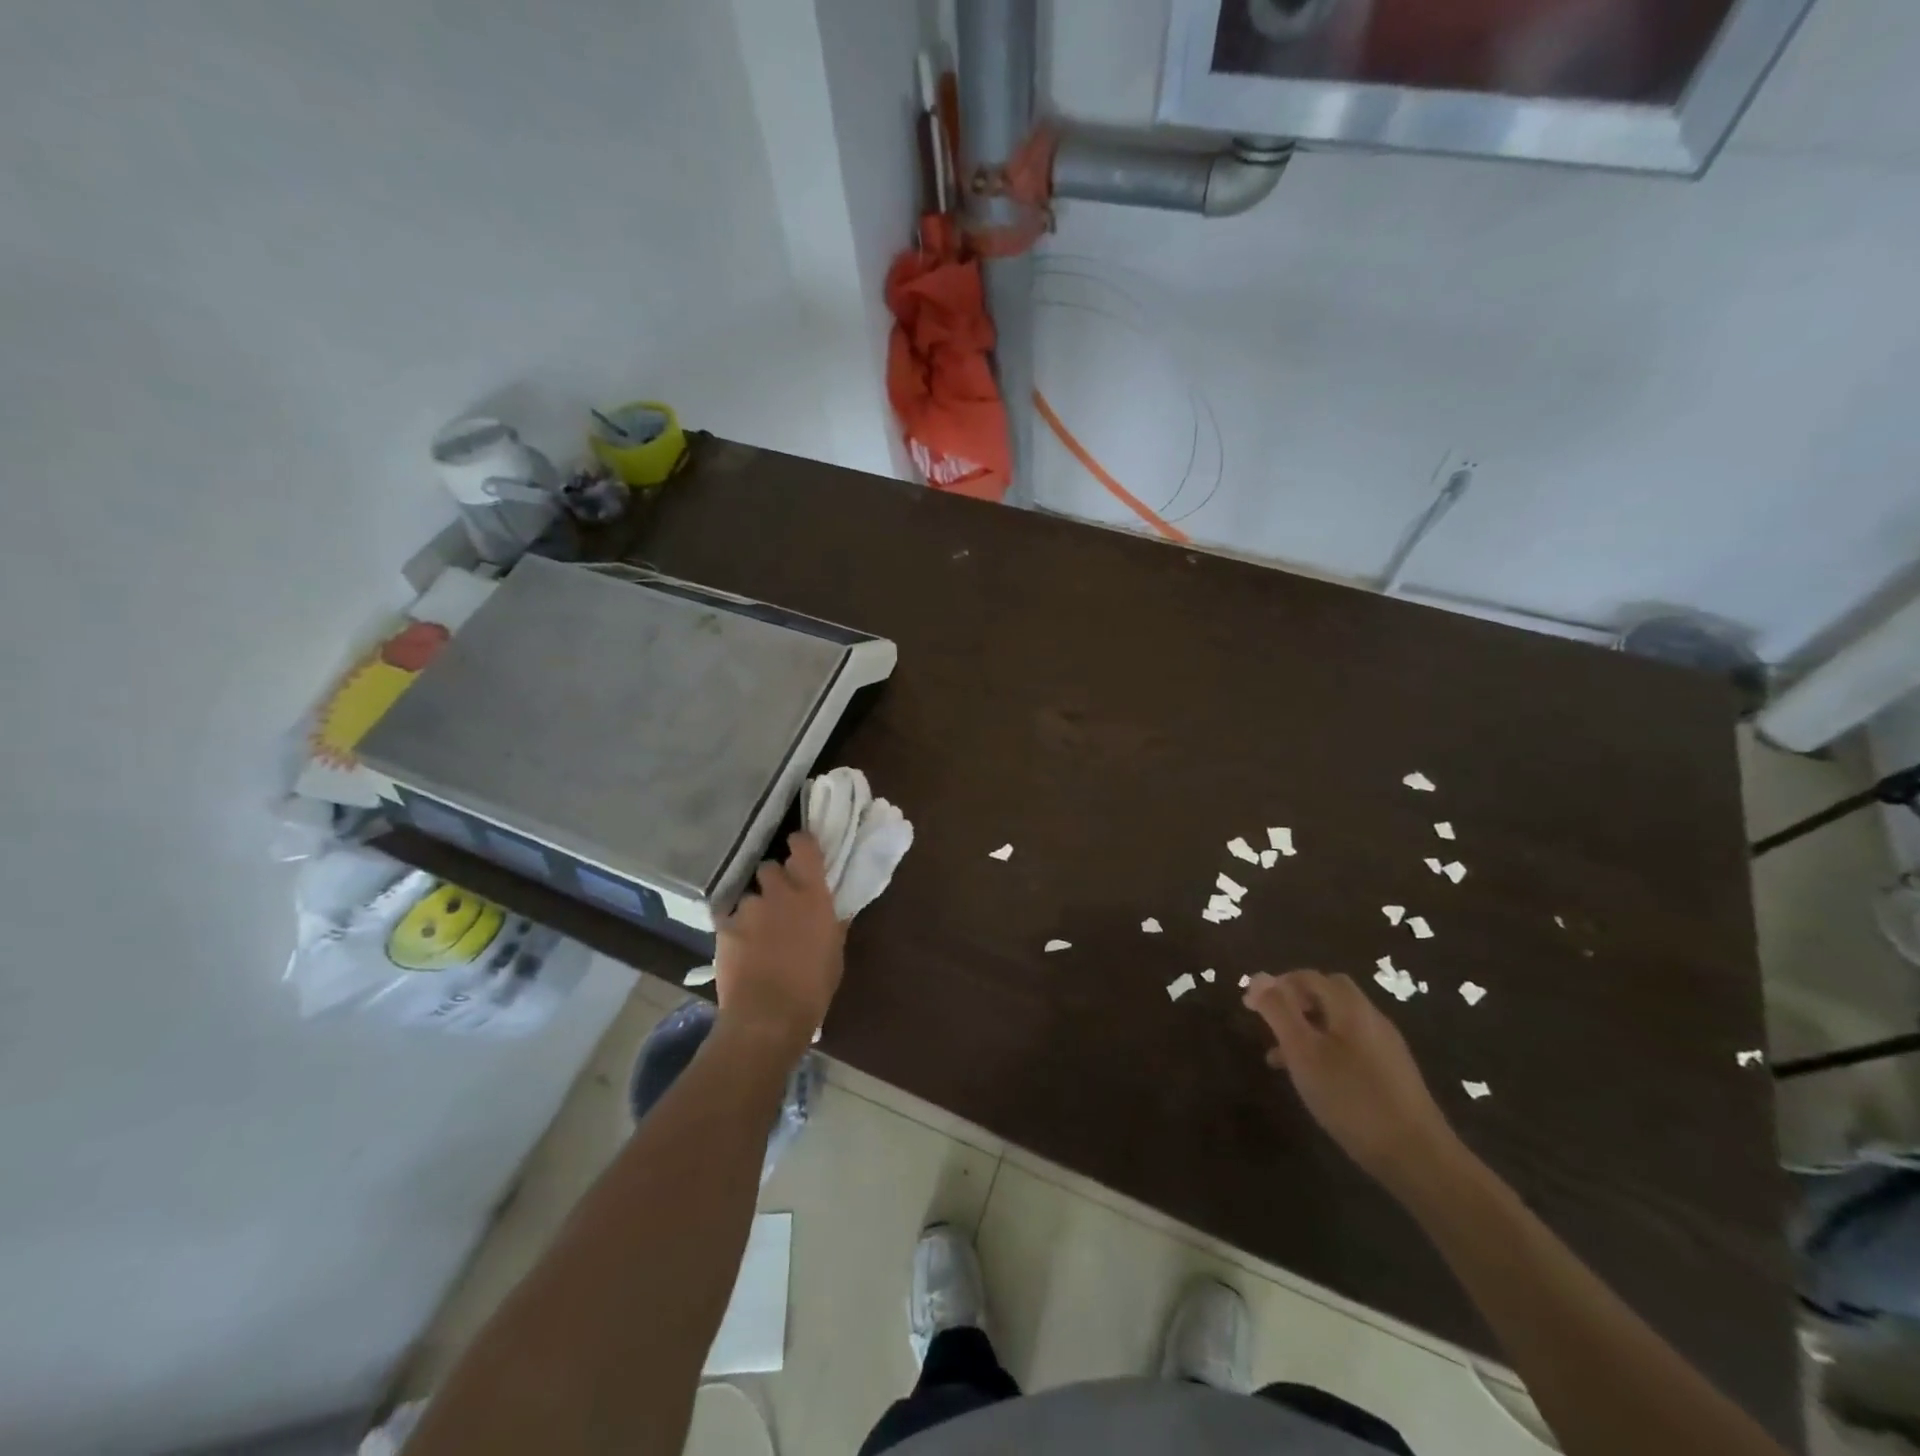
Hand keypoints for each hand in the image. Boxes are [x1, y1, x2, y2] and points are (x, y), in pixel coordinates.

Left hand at [714, 834, 844, 1055]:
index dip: (800, 843)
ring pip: (749, 894)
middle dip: (773, 880)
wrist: (768, 1016)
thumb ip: (833, 923)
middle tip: (779, 901)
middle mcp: (779, 892)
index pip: (803, 846)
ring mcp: (748, 908)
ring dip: (754, 907)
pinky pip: (727, 916)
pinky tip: (738, 945)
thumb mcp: (834, 952)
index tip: (800, 849)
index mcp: (812, 894)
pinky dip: (733, 926)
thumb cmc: (813, 987)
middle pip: (770, 867)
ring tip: (756, 931)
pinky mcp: (724, 927)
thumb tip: (834, 910)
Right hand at [1243, 970, 1465, 1197]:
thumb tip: (1258, 976)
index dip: (1276, 985)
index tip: (1250, 1007)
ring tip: (1281, 1059)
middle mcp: (1371, 1017)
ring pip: (1338, 1022)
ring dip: (1307, 1028)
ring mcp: (1386, 1045)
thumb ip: (1279, 1011)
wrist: (1418, 1157)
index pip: (1308, 977)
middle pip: (1327, 993)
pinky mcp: (1393, 1073)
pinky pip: (1351, 1045)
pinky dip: (1326, 1049)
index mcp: (1350, 1007)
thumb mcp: (1303, 1052)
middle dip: (1294, 1003)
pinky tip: (1315, 1079)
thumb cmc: (1351, 1098)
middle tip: (1270, 1025)